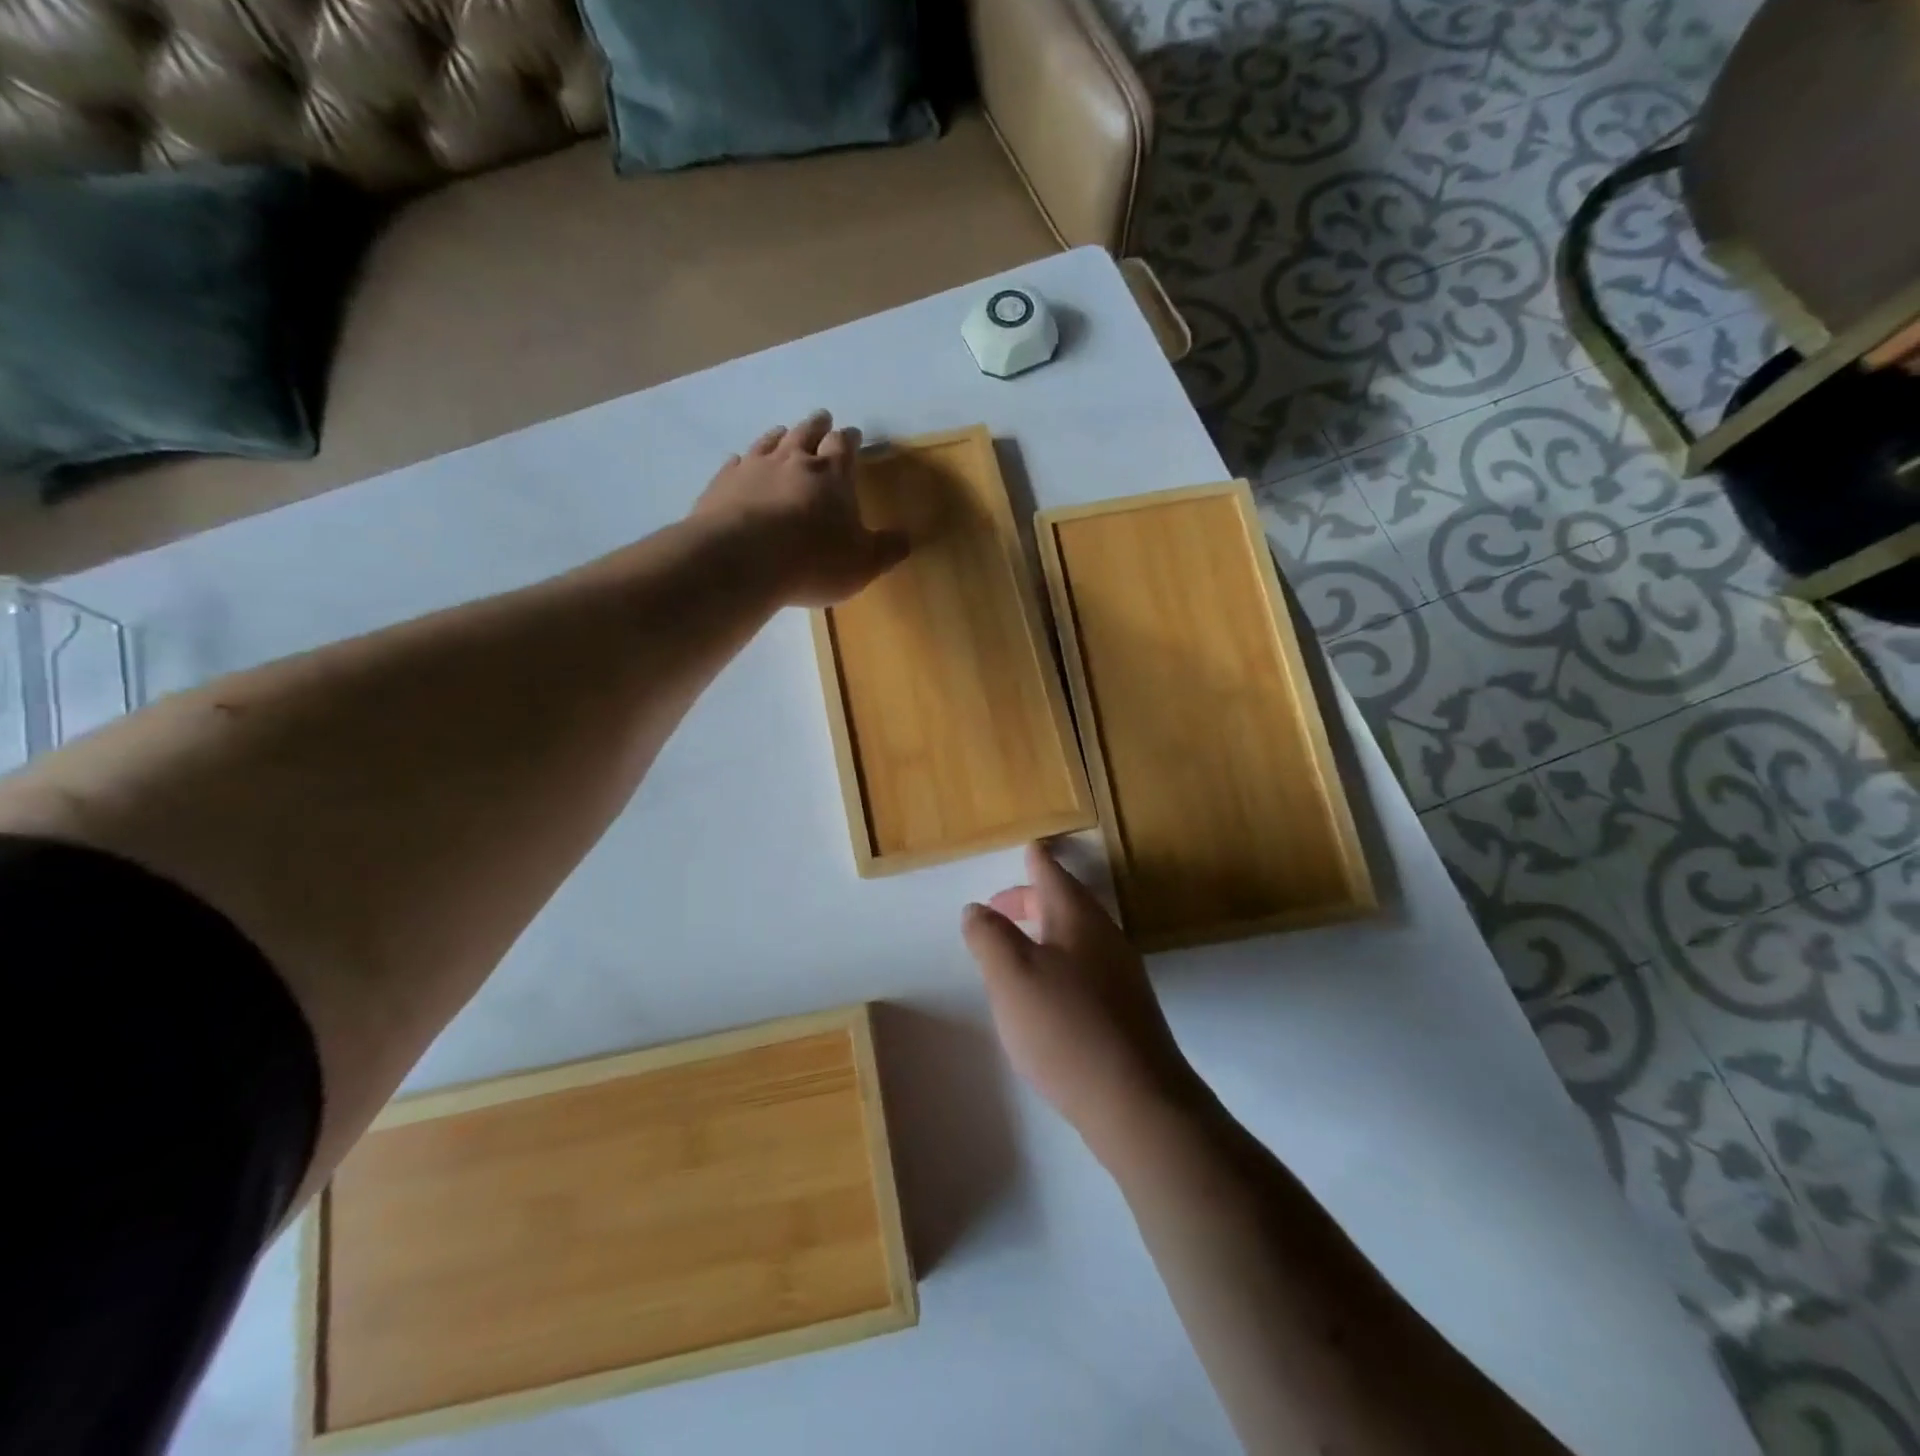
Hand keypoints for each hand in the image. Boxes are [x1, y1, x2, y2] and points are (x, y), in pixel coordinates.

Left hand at [692, 410, 908, 606]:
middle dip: (817, 426)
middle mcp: (793, 461)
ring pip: (769, 442)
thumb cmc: (814, 561)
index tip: (852, 434)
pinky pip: (733, 464)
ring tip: (782, 432)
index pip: (844, 447)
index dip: (849, 440)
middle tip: (822, 418)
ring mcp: (754, 468)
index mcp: (833, 475)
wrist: (743, 560)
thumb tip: (907, 538)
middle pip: (806, 433)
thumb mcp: (864, 563)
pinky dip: (741, 461)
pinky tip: (738, 462)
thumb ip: (887, 549)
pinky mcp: (722, 484)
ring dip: (779, 435)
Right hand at [962, 843, 1202, 1162]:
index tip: (1029, 847)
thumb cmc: (1065, 1028)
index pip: (1054, 876)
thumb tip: (977, 909)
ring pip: (1076, 937)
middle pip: (1066, 905)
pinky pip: (1085, 967)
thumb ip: (989, 937)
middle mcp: (1106, 938)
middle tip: (999, 908)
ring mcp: (1122, 976)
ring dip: (1044, 933)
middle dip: (1031, 900)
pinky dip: (1058, 962)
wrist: (1136, 1101)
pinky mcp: (1126, 1011)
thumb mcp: (1011, 976)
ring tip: (1014, 949)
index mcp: (1079, 920)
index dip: (1036, 861)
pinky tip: (1044, 993)